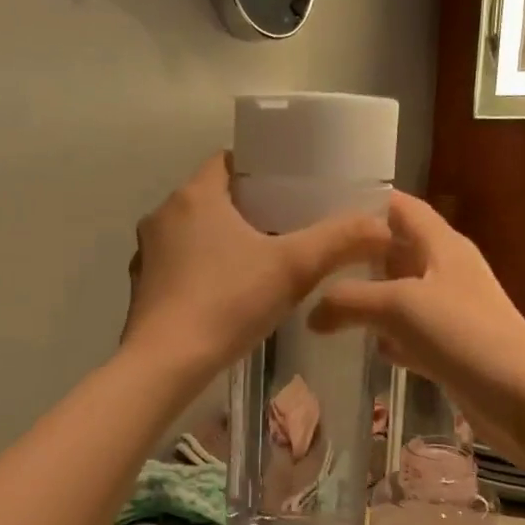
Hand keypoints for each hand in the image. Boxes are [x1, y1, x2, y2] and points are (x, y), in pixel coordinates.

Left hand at [122, 154, 390, 377]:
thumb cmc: (228, 303)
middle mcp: (162, 216)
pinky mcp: (141, 289)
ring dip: (222, 243)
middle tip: (286, 229)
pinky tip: (225, 298)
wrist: (166, 363)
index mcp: (195, 196)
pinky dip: (201, 273)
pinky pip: (178, 267)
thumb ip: (339, 242)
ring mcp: (146, 254)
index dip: (261, 170)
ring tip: (259, 264)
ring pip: (193, 235)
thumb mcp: (294, 268)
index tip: (290, 189)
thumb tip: (383, 227)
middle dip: (247, 210)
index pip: (229, 161)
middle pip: (212, 198)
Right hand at [308, 192, 524, 448]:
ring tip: (324, 301)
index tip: (324, 208)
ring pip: (402, 296)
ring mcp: (450, 313)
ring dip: (370, 298)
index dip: (367, 203)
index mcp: (443, 246)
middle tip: (313, 261)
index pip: (402, 208)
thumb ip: (350, 300)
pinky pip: (411, 335)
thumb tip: (312, 312)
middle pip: (398, 252)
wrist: (521, 397)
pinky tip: (364, 347)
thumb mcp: (400, 306)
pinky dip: (388, 338)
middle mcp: (447, 272)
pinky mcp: (450, 350)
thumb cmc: (464, 335)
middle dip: (359, 254)